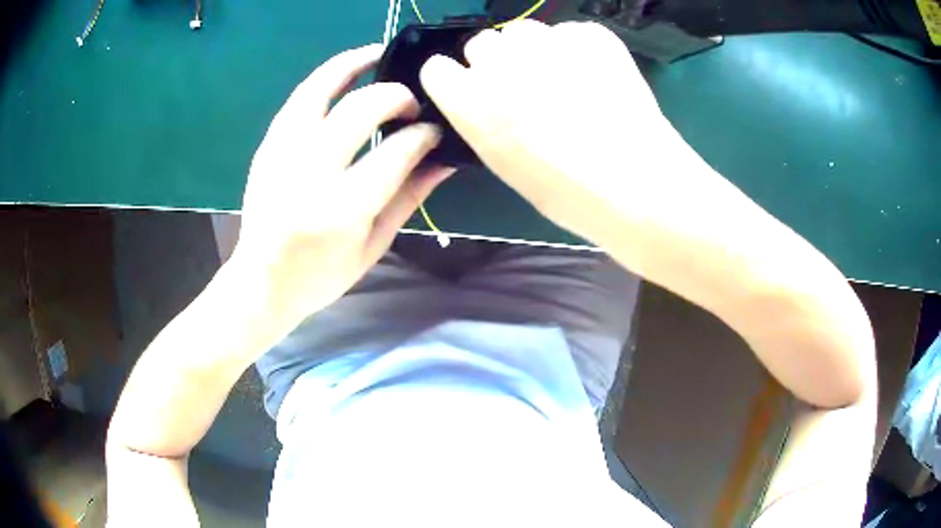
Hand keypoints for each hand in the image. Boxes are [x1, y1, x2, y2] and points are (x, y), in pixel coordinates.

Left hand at [230, 44, 449, 326]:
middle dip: (397, 96)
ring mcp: (283, 152)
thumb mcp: (374, 244)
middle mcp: (310, 172)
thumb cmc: (322, 274)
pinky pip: (301, 96)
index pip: (396, 151)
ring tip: (381, 53)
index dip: (423, 134)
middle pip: (362, 108)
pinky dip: (327, 75)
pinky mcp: (268, 143)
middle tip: (412, 104)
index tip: (436, 130)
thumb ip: (410, 196)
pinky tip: (348, 70)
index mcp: (342, 208)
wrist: (262, 280)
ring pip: (323, 87)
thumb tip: (446, 159)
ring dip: (356, 64)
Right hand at [420, 21, 685, 246]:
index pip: (436, 69)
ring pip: (522, 31)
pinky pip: (568, 32)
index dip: (454, 80)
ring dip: (533, 50)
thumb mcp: (506, 166)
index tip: (471, 90)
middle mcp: (502, 65)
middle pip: (481, 43)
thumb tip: (483, 99)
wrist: (640, 185)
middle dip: (496, 63)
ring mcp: (549, 44)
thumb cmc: (570, 194)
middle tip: (526, 90)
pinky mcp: (590, 36)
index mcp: (473, 104)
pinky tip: (595, 77)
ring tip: (563, 80)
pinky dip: (575, 49)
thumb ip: (483, 121)